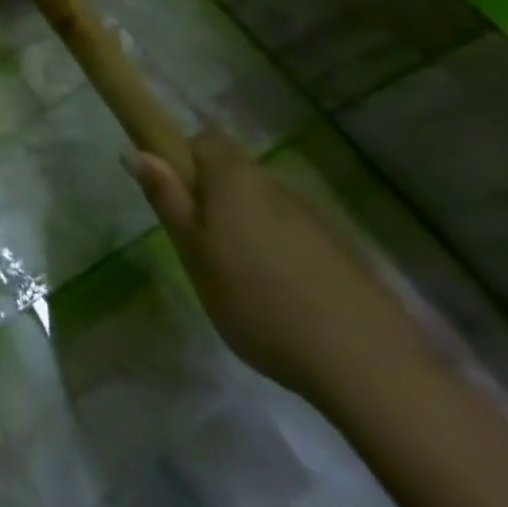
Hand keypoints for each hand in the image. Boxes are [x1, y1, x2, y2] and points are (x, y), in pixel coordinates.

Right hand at [126, 130, 432, 405]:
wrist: (369, 367)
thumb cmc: (259, 303)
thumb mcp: (195, 255)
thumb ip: (168, 201)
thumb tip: (138, 152)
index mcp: (235, 180)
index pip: (205, 139)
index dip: (187, 158)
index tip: (180, 197)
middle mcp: (277, 186)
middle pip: (237, 173)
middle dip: (218, 198)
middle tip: (207, 248)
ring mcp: (318, 219)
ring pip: (269, 206)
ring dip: (253, 227)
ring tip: (249, 281)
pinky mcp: (348, 254)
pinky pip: (300, 237)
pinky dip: (287, 254)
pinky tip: (289, 300)